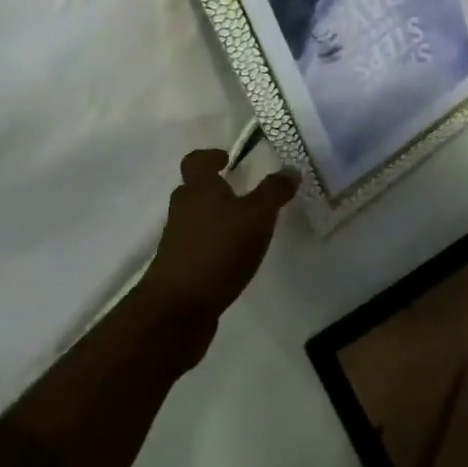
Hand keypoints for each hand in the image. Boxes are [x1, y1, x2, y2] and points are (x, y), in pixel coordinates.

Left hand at [140, 149, 297, 348]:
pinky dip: (212, 248)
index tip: (228, 159)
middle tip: (242, 194)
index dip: (211, 156)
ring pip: (195, 220)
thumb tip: (291, 169)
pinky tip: (233, 261)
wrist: (177, 309)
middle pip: (194, 191)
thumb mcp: (256, 216)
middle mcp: (183, 210)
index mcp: (198, 189)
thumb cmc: (218, 250)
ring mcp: (176, 242)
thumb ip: (274, 192)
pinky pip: (196, 248)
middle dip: (215, 190)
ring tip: (244, 230)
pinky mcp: (177, 271)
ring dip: (215, 221)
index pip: (196, 160)